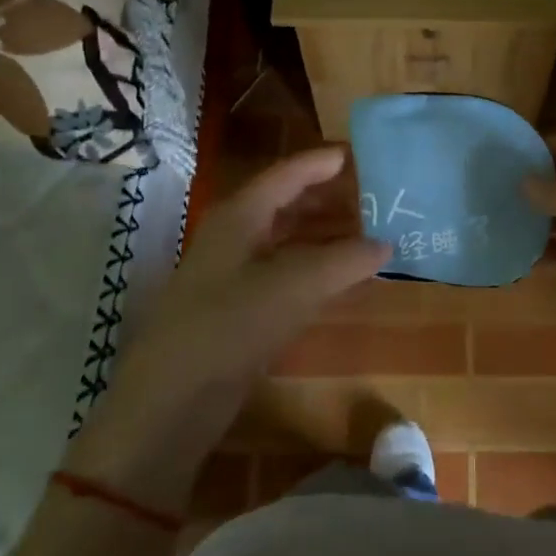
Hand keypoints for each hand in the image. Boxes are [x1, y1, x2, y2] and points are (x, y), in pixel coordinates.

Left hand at [67, 146, 387, 509]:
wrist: (170, 403)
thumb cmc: (227, 328)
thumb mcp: (291, 288)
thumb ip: (342, 261)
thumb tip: (385, 244)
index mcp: (239, 216)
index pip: (286, 174)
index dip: (322, 162)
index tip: (360, 152)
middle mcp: (234, 236)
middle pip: (286, 203)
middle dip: (328, 196)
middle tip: (373, 193)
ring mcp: (233, 274)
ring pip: (286, 238)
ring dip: (324, 232)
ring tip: (367, 230)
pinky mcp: (238, 309)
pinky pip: (285, 272)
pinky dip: (315, 266)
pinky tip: (340, 276)